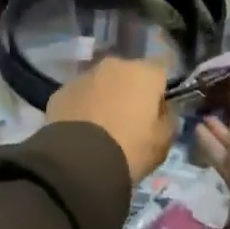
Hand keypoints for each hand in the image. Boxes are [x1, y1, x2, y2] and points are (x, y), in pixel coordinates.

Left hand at [47, 57, 175, 183]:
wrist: (79, 162)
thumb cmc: (130, 150)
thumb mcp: (163, 142)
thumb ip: (168, 119)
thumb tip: (163, 110)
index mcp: (144, 73)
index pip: (160, 71)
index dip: (160, 89)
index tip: (157, 110)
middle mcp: (113, 65)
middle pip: (128, 73)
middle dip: (130, 90)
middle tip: (129, 119)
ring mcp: (84, 76)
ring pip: (101, 82)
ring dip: (104, 96)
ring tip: (102, 126)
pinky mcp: (61, 90)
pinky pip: (79, 95)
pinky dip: (82, 106)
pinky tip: (81, 130)